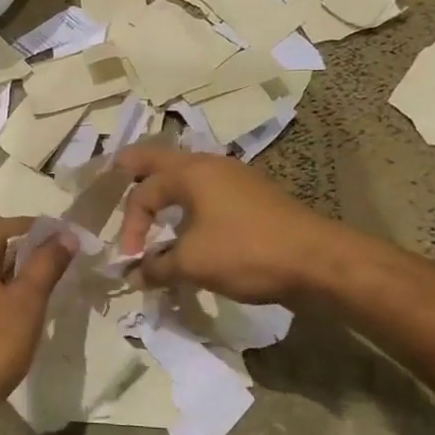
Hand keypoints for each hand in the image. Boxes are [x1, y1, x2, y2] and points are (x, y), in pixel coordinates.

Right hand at [114, 146, 333, 302]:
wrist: (317, 260)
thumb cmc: (247, 252)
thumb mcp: (193, 263)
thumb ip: (157, 267)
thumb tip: (135, 275)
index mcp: (191, 172)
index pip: (144, 192)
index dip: (130, 225)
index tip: (132, 260)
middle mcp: (211, 165)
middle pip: (164, 159)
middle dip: (139, 167)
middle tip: (117, 168)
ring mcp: (236, 178)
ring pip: (189, 174)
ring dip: (168, 187)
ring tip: (154, 200)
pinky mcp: (254, 197)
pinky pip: (209, 191)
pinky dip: (191, 201)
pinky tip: (192, 222)